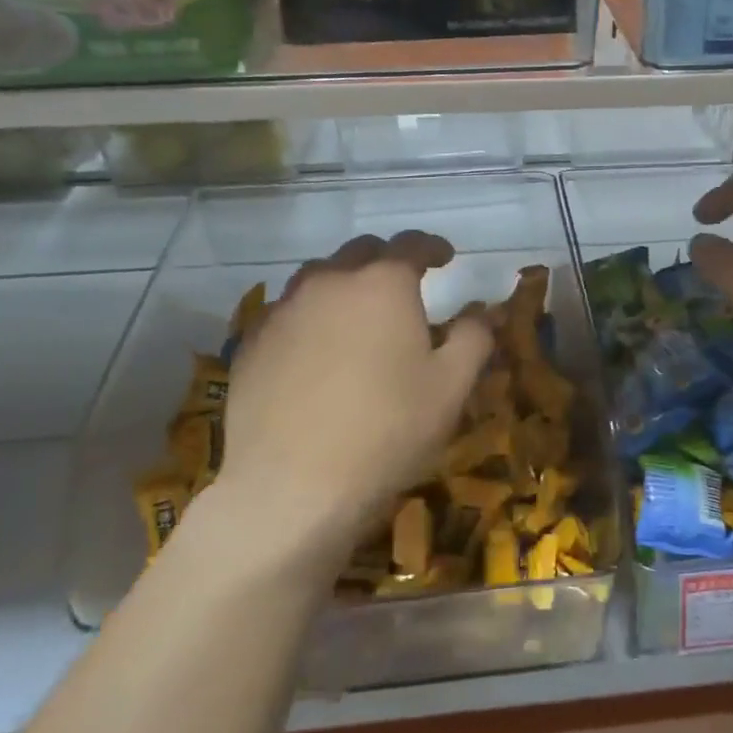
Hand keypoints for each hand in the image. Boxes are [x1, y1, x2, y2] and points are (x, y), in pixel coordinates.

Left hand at [195, 232, 491, 574]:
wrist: (292, 487)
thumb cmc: (387, 431)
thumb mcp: (451, 387)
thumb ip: (473, 337)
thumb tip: (481, 310)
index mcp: (382, 283)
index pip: (411, 244)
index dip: (432, 247)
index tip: (446, 257)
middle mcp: (328, 282)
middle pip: (361, 252)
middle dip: (387, 260)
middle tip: (405, 286)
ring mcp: (282, 311)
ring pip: (318, 279)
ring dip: (345, 285)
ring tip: (359, 315)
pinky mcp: (251, 344)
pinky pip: (288, 313)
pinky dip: (311, 317)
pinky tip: (317, 350)